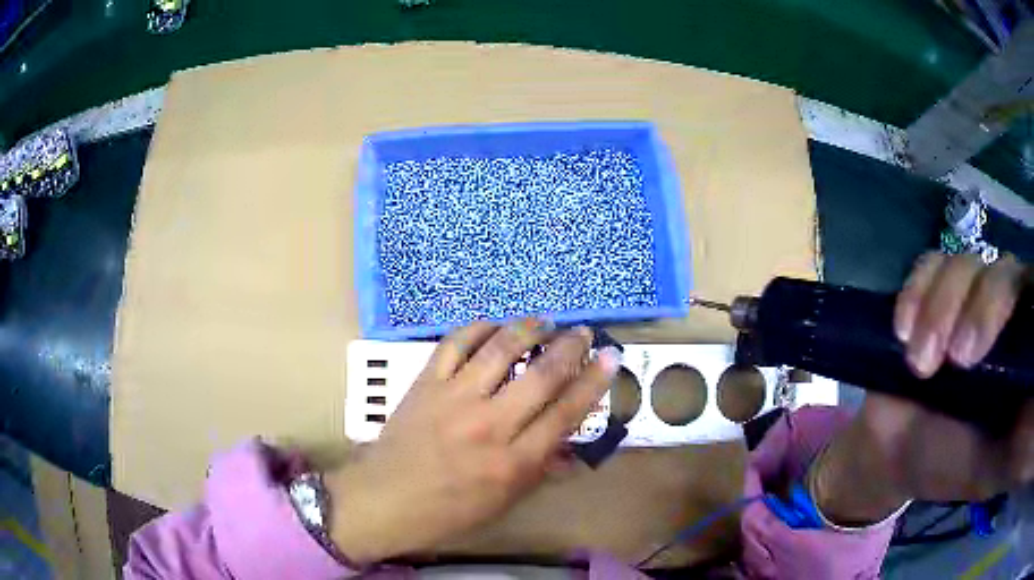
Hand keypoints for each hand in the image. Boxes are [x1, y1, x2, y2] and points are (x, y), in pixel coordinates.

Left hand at [325, 320, 620, 562]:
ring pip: (500, 349)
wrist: (384, 499)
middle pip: (541, 375)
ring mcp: (454, 399)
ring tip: (544, 321)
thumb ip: (540, 472)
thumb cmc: (447, 512)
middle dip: (570, 347)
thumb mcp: (503, 503)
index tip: (610, 358)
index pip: (566, 413)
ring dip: (528, 329)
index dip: (594, 382)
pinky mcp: (425, 383)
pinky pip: (454, 344)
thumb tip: (572, 448)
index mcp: (513, 463)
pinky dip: (477, 329)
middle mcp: (489, 425)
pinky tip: (492, 326)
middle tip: (584, 332)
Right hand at [815, 253, 1032, 523]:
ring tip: (918, 364)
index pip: (1033, 294)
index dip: (1017, 308)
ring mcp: (968, 296)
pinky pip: (928, 266)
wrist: (896, 457)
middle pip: (1003, 271)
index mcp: (1023, 346)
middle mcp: (1003, 310)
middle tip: (956, 361)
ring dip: (940, 309)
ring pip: (965, 265)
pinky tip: (903, 332)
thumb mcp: (994, 466)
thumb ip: (1021, 442)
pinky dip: (916, 292)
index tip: (991, 352)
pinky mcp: (932, 293)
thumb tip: (1033, 415)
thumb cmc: (952, 465)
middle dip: (980, 309)